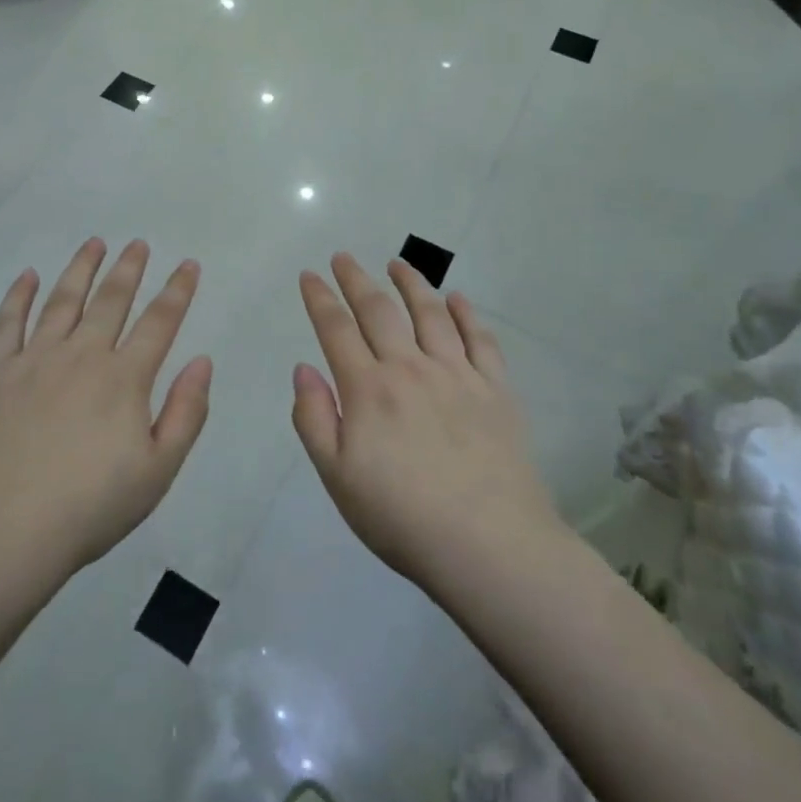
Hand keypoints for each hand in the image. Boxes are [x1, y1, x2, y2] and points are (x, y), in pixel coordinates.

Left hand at [0, 239, 212, 578]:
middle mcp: (81, 356)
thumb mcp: (158, 471)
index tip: (188, 264)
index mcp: (123, 379)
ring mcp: (33, 361)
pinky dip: (19, 295)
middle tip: (137, 244)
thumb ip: (186, 412)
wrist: (3, 534)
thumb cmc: (90, 508)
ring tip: (94, 243)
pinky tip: (28, 276)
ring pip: (62, 301)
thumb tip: (202, 360)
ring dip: (81, 269)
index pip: (159, 322)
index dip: (177, 290)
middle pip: (110, 300)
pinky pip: (8, 323)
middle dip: (128, 268)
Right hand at [292, 253, 562, 589]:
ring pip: (430, 314)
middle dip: (357, 279)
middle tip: (343, 256)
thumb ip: (313, 418)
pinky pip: (480, 339)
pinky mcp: (496, 390)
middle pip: (379, 311)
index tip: (309, 275)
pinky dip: (467, 314)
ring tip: (398, 263)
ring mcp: (457, 375)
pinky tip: (458, 298)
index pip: (336, 329)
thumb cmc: (402, 517)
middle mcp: (410, 368)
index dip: (319, 299)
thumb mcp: (337, 477)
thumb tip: (304, 368)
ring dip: (411, 283)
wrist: (489, 545)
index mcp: (368, 389)